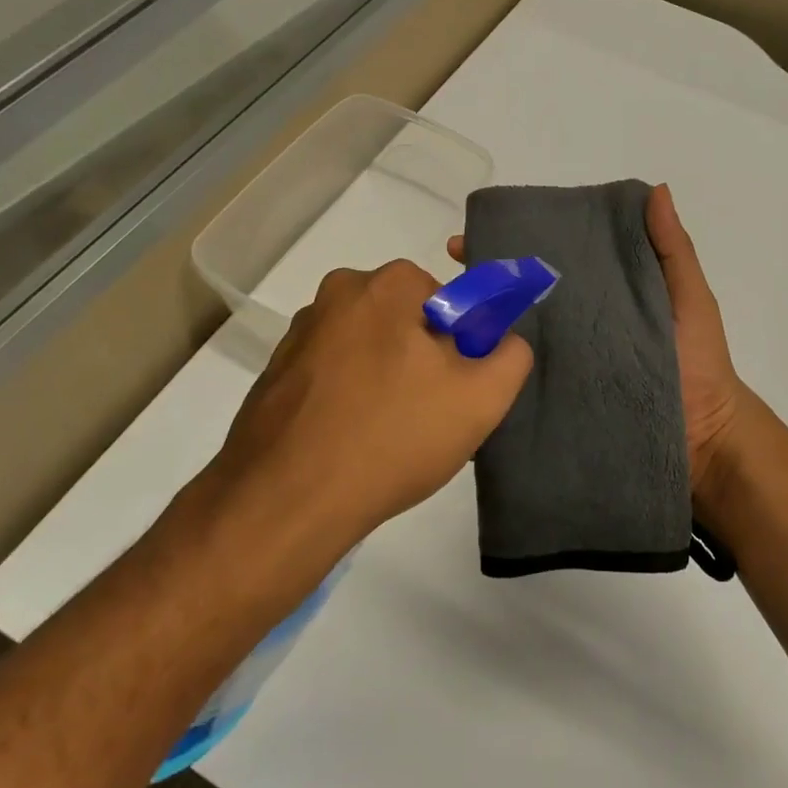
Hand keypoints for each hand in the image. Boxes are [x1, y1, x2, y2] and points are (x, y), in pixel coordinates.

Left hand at [207, 260, 531, 547]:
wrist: (286, 502)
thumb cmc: (392, 436)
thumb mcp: (482, 398)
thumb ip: (512, 355)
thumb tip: (503, 341)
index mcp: (385, 285)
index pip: (449, 298)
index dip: (464, 343)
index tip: (458, 387)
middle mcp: (336, 294)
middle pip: (408, 321)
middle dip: (426, 360)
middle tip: (431, 415)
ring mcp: (299, 335)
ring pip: (370, 349)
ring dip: (388, 380)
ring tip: (391, 437)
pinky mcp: (275, 374)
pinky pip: (334, 375)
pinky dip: (351, 398)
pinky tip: (355, 442)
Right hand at [448, 183, 745, 502]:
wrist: (705, 439)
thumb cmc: (699, 361)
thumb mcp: (689, 298)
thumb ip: (672, 249)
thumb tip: (655, 189)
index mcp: (601, 295)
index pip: (552, 261)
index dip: (517, 244)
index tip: (476, 234)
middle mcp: (575, 326)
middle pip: (523, 297)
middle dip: (485, 282)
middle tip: (451, 274)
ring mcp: (564, 366)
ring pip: (514, 338)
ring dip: (480, 324)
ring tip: (446, 314)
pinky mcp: (559, 402)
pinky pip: (519, 383)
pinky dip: (491, 372)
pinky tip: (462, 363)